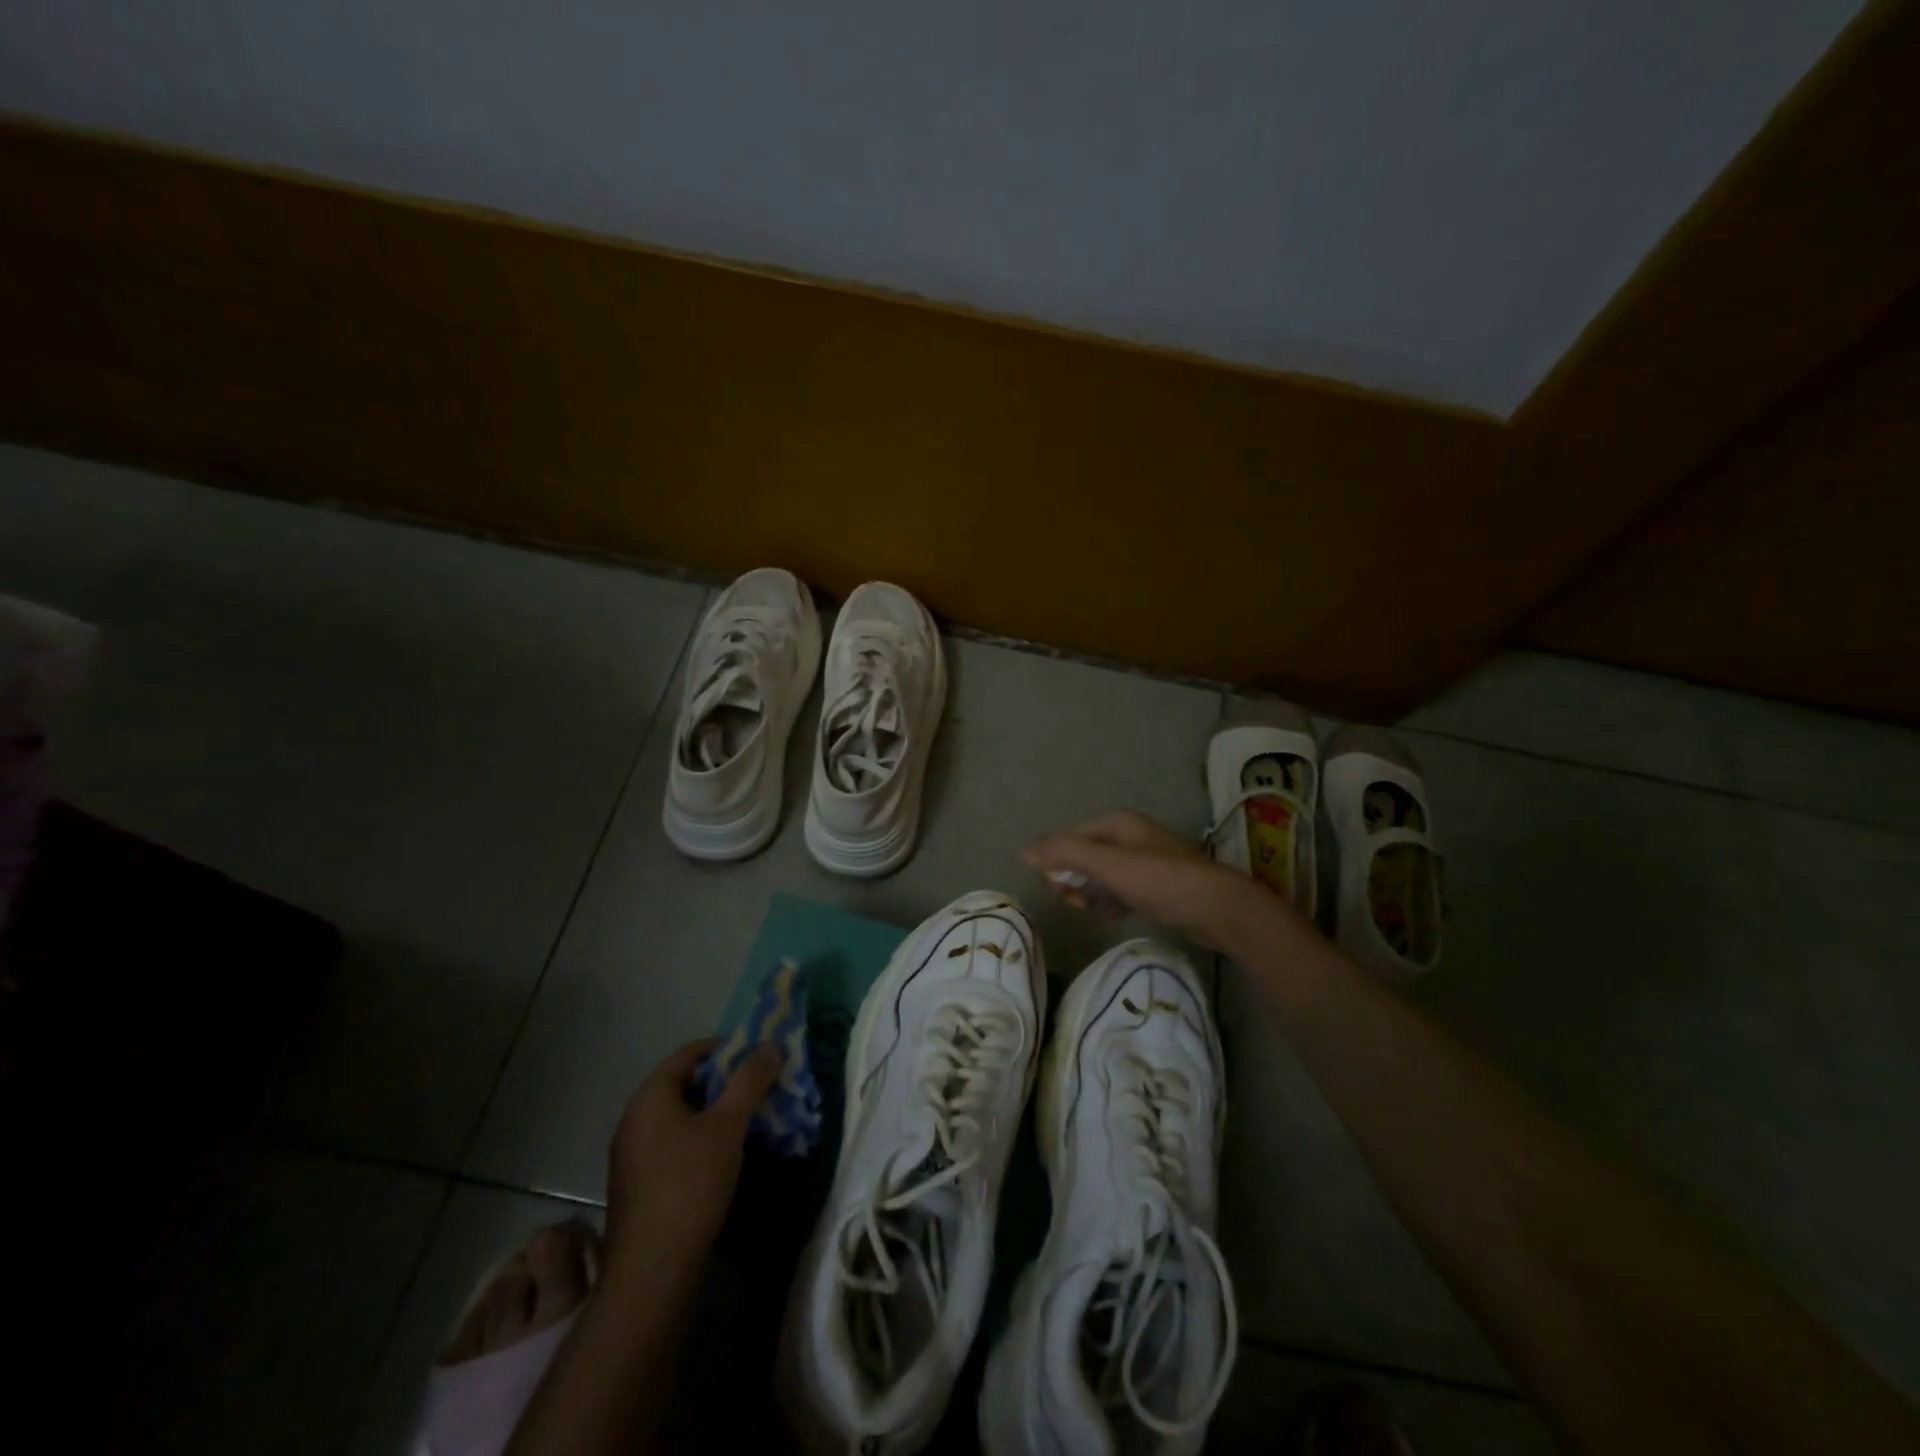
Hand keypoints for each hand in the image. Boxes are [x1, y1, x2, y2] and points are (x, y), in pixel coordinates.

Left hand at [603, 1038, 779, 1275]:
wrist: (652, 1270)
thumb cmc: (690, 1183)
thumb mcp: (728, 1125)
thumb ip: (750, 1080)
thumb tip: (771, 1046)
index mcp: (650, 1096)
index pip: (690, 1053)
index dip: (726, 1048)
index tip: (758, 1056)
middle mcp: (634, 1118)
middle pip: (685, 1083)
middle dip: (725, 1082)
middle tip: (761, 1087)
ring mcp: (633, 1154)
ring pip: (681, 1117)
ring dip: (716, 1113)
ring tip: (751, 1119)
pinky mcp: (639, 1184)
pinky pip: (674, 1144)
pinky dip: (701, 1139)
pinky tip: (727, 1155)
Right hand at [1025, 809, 1294, 950]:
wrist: (1221, 910)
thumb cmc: (1162, 883)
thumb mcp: (1109, 866)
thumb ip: (1065, 854)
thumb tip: (1023, 851)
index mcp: (1116, 823)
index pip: (1067, 839)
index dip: (1057, 864)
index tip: (1062, 892)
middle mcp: (1128, 835)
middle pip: (1081, 857)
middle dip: (1074, 881)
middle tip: (1082, 904)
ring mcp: (1143, 860)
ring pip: (1098, 876)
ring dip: (1091, 894)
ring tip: (1101, 911)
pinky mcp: (1154, 884)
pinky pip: (1117, 890)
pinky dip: (1111, 902)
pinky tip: (1116, 915)